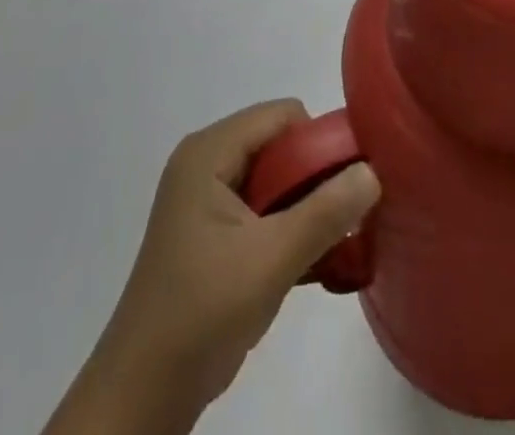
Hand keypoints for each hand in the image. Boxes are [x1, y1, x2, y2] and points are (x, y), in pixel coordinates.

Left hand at [45, 101, 378, 434]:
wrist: (141, 399)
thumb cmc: (201, 314)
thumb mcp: (271, 260)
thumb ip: (326, 212)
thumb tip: (373, 170)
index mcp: (210, 152)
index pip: (283, 116)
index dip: (320, 141)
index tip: (349, 183)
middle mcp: (207, 163)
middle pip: (281, 145)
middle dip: (317, 178)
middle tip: (346, 219)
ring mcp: (207, 200)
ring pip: (277, 180)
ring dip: (308, 208)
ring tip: (336, 245)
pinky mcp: (212, 234)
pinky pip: (265, 209)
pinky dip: (290, 229)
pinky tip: (315, 265)